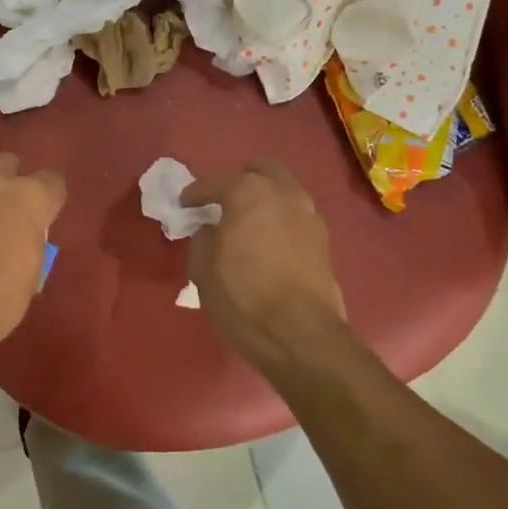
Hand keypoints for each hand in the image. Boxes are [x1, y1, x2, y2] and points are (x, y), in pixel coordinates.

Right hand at [182, 161, 351, 375]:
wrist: (301, 336)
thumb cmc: (243, 297)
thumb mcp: (203, 270)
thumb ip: (202, 239)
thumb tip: (210, 230)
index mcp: (249, 193)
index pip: (214, 184)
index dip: (195, 195)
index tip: (183, 205)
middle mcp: (283, 194)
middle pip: (261, 171)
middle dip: (239, 182)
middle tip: (222, 204)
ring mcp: (309, 215)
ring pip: (283, 192)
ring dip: (263, 201)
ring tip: (245, 225)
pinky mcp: (323, 241)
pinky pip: (295, 217)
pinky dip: (279, 221)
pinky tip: (266, 244)